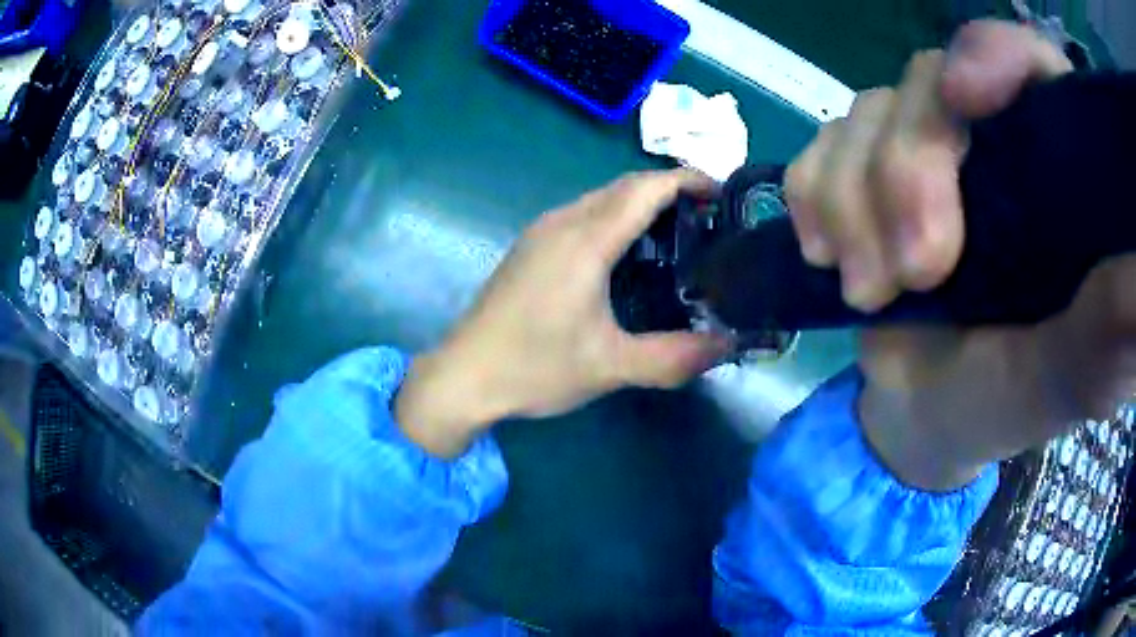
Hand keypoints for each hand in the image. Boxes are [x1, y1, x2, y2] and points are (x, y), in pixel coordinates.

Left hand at [395, 170, 729, 456]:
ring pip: (602, 199)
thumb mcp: (611, 366)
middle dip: (671, 190)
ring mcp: (541, 232)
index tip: (724, 193)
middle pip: (625, 186)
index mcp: (585, 240)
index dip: (688, 180)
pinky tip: (630, 255)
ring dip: (643, 204)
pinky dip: (617, 219)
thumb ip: (675, 357)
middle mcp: (562, 223)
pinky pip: (583, 215)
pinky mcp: (531, 248)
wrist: (462, 376)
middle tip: (710, 219)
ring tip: (679, 234)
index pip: (646, 188)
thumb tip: (728, 345)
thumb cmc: (533, 367)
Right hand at [785, 20, 1135, 489]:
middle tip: (911, 274)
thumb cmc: (999, 406)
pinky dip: (815, 195)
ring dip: (854, 202)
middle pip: (932, 83)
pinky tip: (825, 254)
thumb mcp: (1059, 383)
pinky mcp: (867, 172)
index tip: (966, 99)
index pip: (1032, 66)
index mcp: (1054, 179)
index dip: (994, 57)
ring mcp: (925, 151)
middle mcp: (992, 144)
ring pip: (867, 112)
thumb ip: (1103, 334)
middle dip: (908, 171)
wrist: (919, 416)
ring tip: (868, 290)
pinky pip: (822, 145)